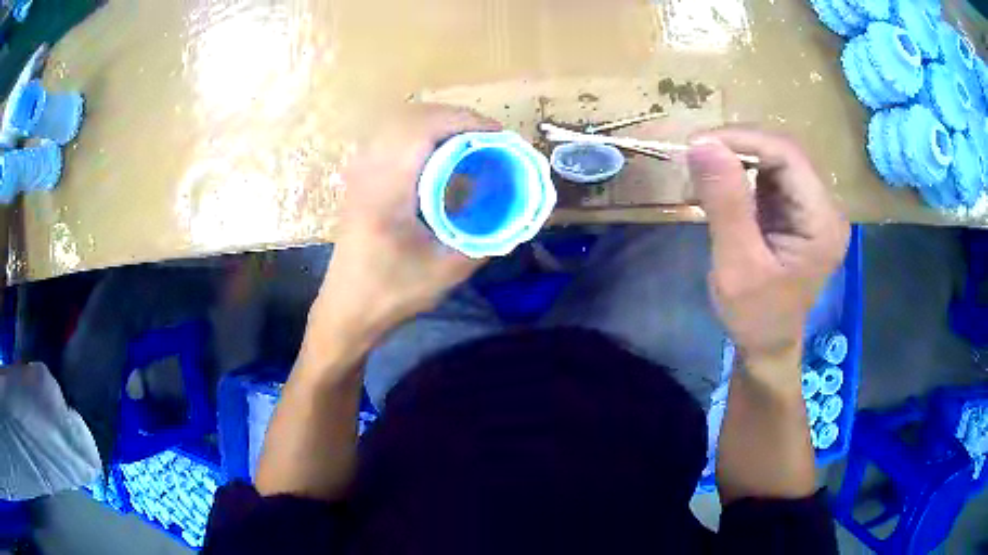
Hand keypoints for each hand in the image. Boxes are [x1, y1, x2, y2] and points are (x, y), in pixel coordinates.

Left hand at [312, 104, 500, 345]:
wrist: (347, 310)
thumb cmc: (392, 293)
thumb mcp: (448, 271)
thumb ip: (487, 239)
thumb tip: (517, 213)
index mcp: (387, 189)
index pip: (424, 128)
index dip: (465, 120)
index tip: (498, 134)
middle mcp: (369, 171)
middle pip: (412, 117)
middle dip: (455, 117)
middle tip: (489, 137)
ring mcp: (360, 173)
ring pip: (399, 123)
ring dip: (437, 123)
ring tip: (469, 140)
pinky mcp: (359, 180)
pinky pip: (391, 138)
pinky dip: (421, 134)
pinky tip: (439, 155)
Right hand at [687, 127, 849, 363]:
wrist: (767, 344)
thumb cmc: (755, 316)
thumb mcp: (737, 265)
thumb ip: (726, 203)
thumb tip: (701, 143)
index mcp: (822, 222)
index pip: (788, 156)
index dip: (743, 140)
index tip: (697, 144)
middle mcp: (826, 207)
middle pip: (784, 152)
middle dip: (738, 146)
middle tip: (695, 154)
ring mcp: (813, 206)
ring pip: (775, 158)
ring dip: (737, 157)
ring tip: (703, 168)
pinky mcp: (798, 209)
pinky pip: (771, 174)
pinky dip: (742, 171)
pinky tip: (721, 183)